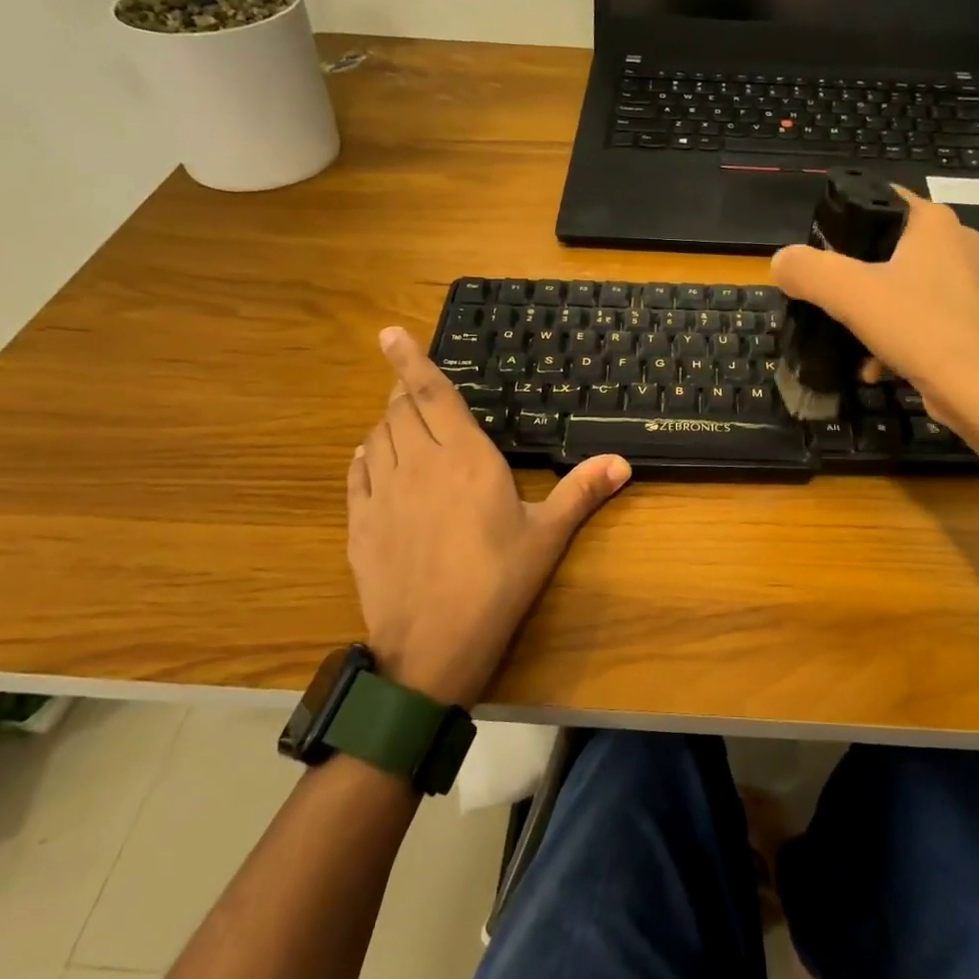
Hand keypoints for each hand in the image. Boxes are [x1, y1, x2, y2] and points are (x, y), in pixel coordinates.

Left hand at [346, 327, 630, 705]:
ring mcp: (382, 494)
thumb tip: (622, 462)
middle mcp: (418, 465)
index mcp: (465, 459)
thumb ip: (581, 491)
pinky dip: (364, 456)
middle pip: (399, 410)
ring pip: (376, 438)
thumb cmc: (498, 583)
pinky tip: (370, 457)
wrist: (433, 646)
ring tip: (398, 418)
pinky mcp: (360, 524)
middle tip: (409, 382)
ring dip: (385, 421)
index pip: (431, 395)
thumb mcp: (547, 536)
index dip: (410, 360)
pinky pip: (356, 473)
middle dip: (402, 390)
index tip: (389, 332)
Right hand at [770, 186, 978, 437]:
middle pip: (884, 248)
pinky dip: (892, 339)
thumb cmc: (921, 328)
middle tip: (823, 298)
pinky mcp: (967, 322)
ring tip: (846, 338)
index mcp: (932, 222)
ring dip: (868, 314)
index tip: (815, 251)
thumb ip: (809, 271)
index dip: (842, 218)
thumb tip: (780, 262)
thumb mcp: (851, 294)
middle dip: (850, 276)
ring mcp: (965, 285)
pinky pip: (917, 319)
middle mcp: (954, 244)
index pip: (879, 198)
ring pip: (898, 287)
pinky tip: (875, 367)